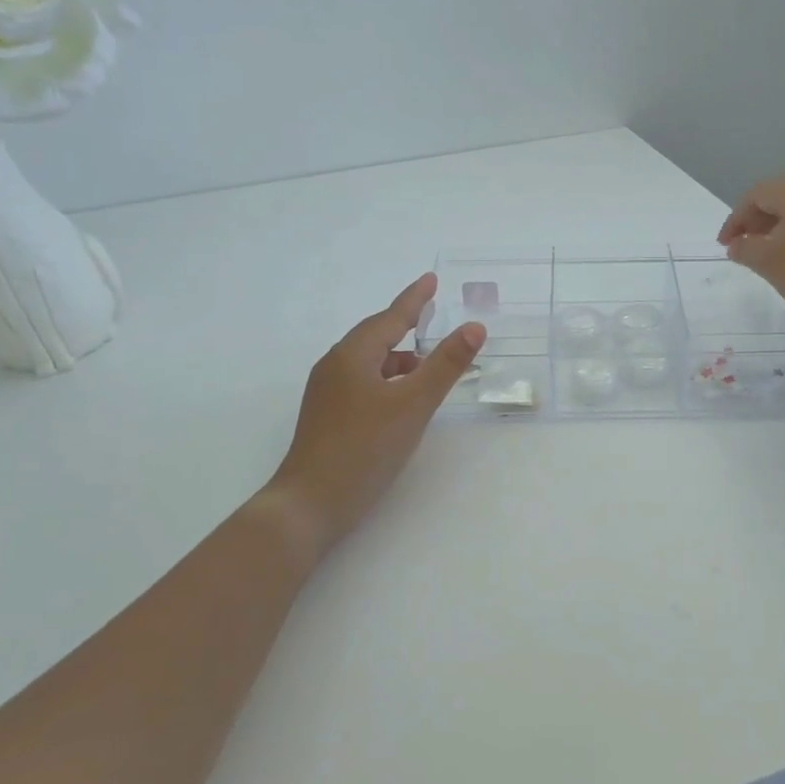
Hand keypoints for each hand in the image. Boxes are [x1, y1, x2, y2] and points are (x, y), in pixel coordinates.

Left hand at [267, 274, 484, 552]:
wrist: (310, 504)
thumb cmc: (364, 448)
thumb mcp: (413, 405)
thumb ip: (445, 365)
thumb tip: (474, 327)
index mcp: (352, 356)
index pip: (390, 317)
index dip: (414, 299)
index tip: (431, 279)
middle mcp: (335, 367)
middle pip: (376, 337)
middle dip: (406, 327)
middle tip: (432, 316)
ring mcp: (327, 393)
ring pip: (370, 364)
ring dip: (399, 360)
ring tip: (427, 367)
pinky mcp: (328, 417)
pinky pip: (363, 384)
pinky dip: (387, 382)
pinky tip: (402, 401)